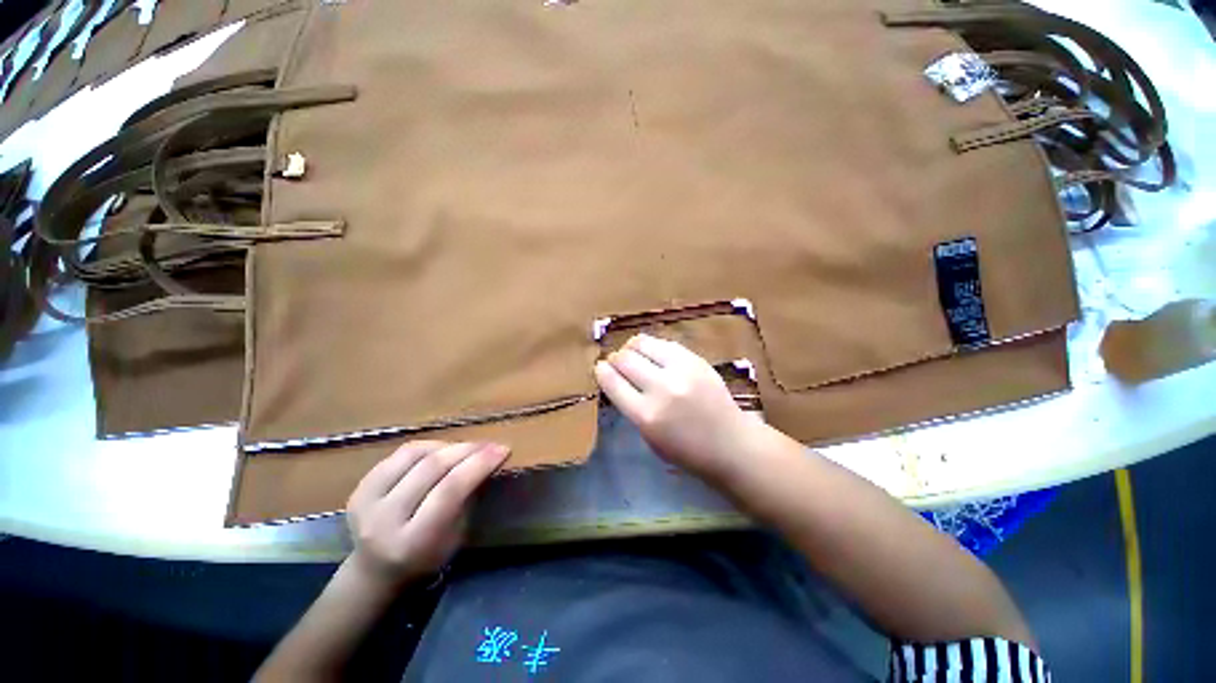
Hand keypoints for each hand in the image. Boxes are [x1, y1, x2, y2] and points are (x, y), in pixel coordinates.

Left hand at [344, 441, 508, 590]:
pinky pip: (400, 454)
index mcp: (412, 541)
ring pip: (415, 454)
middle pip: (432, 468)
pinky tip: (442, 451)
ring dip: (448, 446)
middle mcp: (384, 521)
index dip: (479, 464)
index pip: (449, 490)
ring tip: (467, 448)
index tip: (503, 449)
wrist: (374, 573)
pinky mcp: (359, 487)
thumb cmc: (426, 559)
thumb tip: (488, 459)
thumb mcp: (455, 538)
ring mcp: (366, 502)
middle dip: (468, 449)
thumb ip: (467, 499)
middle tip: (490, 444)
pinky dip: (427, 447)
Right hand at [594, 334, 758, 479]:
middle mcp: (661, 388)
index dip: (602, 371)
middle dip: (615, 359)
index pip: (612, 382)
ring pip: (642, 343)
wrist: (731, 444)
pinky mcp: (696, 359)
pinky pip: (664, 343)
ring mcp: (681, 370)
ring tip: (632, 354)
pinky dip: (652, 347)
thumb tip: (615, 379)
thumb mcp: (649, 437)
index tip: (599, 368)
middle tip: (616, 363)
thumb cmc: (687, 450)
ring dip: (631, 347)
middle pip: (624, 359)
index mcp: (646, 416)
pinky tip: (653, 354)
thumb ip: (631, 407)